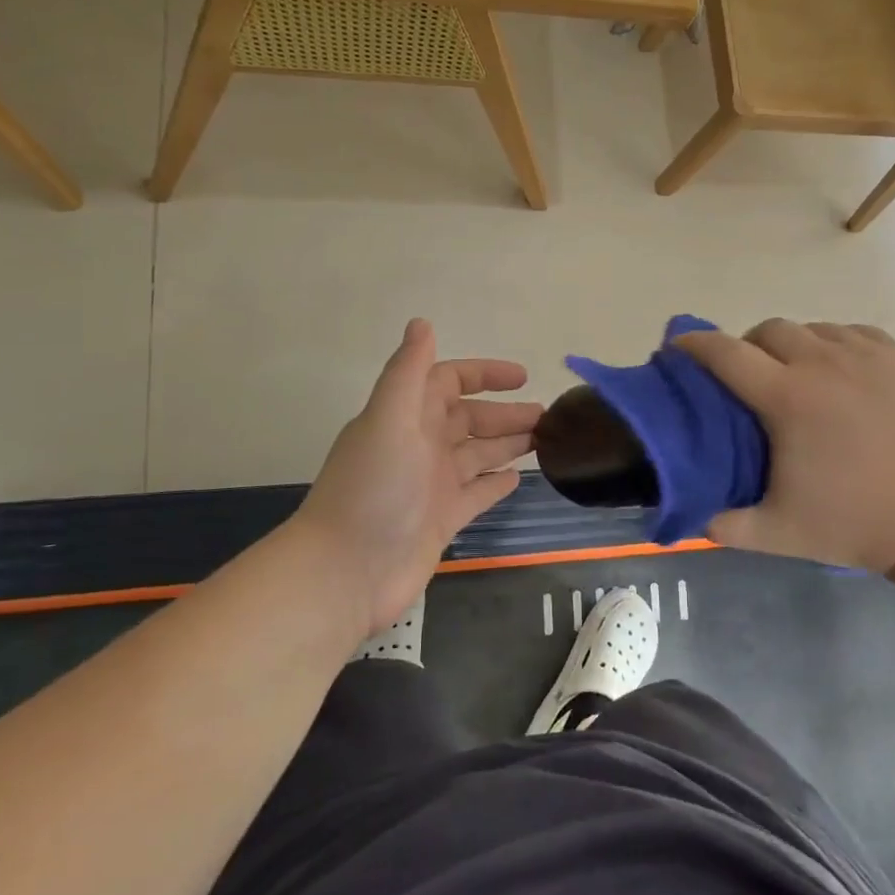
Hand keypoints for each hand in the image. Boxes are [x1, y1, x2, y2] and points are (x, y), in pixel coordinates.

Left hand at [294, 319, 540, 633]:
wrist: (346, 572)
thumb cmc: (373, 489)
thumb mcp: (389, 420)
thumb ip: (407, 372)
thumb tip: (422, 322)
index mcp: (406, 417)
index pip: (448, 382)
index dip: (483, 375)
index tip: (523, 377)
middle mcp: (419, 446)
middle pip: (469, 419)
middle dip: (505, 413)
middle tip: (547, 416)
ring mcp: (431, 485)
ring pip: (477, 455)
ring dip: (507, 443)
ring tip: (545, 440)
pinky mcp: (440, 520)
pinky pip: (475, 494)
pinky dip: (495, 484)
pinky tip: (518, 478)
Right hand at [676, 319, 894, 576]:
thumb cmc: (859, 523)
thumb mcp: (780, 534)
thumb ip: (727, 526)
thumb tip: (694, 518)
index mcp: (787, 398)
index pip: (726, 354)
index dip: (696, 344)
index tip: (679, 344)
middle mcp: (822, 363)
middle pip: (768, 330)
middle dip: (749, 345)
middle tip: (751, 375)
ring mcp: (867, 355)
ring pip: (813, 328)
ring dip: (794, 344)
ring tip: (799, 373)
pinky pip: (854, 332)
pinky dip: (835, 342)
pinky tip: (842, 368)